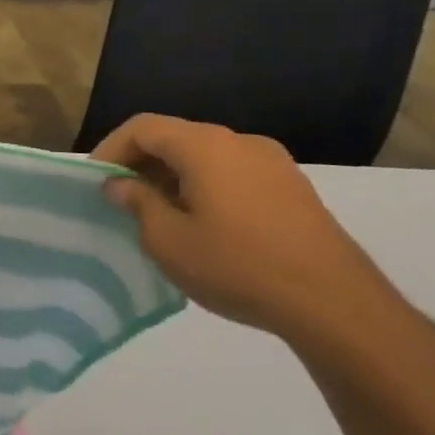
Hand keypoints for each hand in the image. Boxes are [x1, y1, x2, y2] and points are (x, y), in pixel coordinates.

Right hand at [92, 114, 407, 350]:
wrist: (337, 307)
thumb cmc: (237, 265)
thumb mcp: (167, 239)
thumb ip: (137, 202)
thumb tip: (121, 184)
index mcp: (205, 146)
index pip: (143, 127)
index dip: (110, 149)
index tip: (96, 181)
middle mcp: (241, 142)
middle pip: (175, 137)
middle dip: (141, 162)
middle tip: (120, 197)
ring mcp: (274, 165)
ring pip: (206, 156)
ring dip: (173, 176)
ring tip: (157, 213)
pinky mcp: (295, 191)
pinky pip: (234, 174)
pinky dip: (205, 186)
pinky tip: (201, 223)